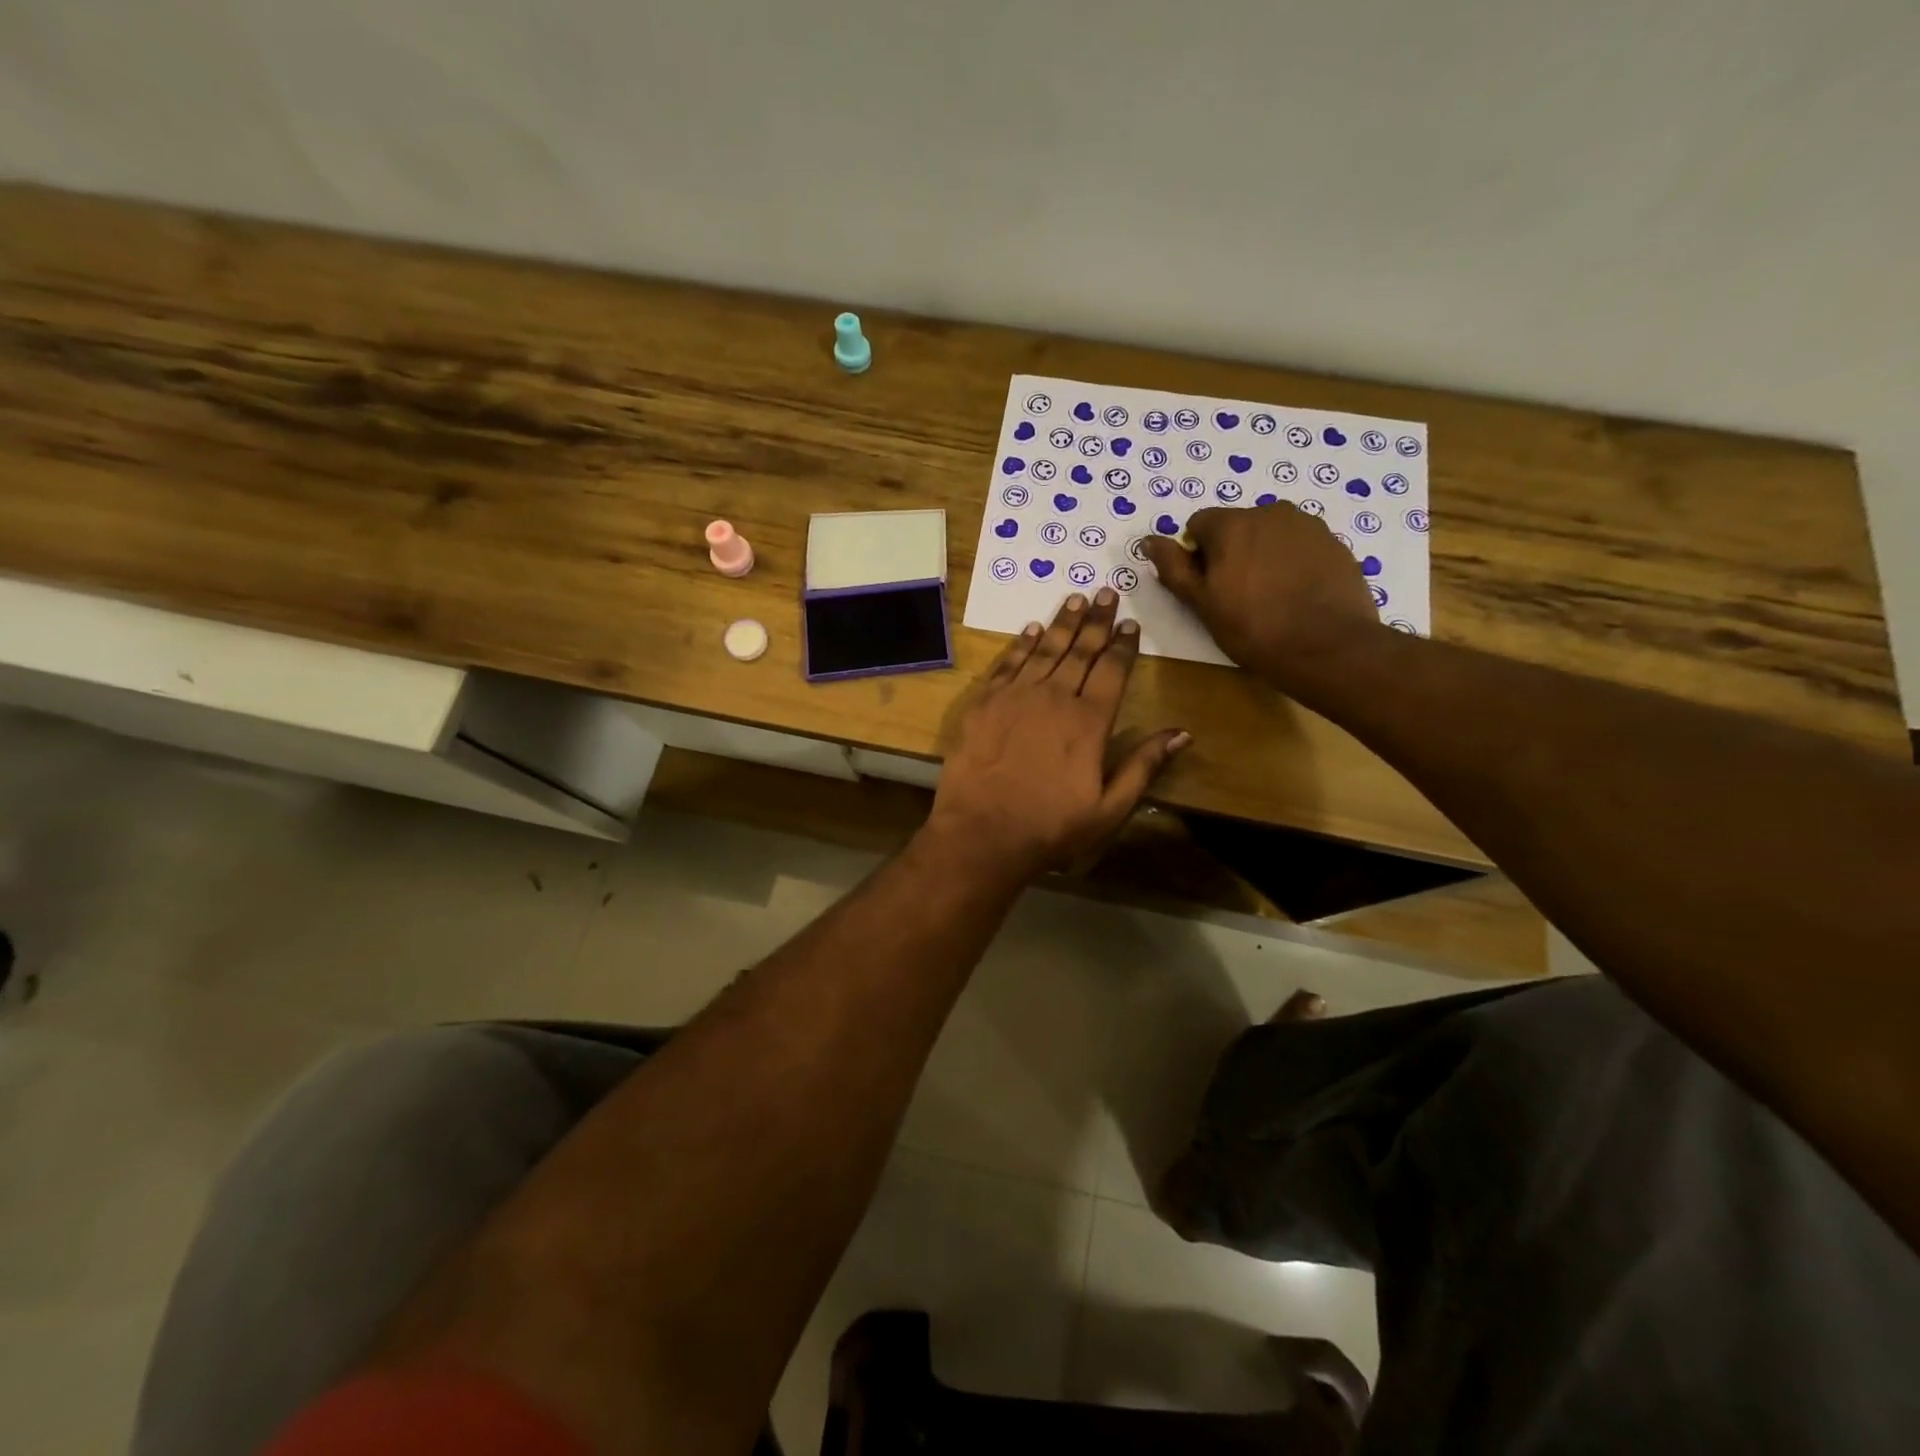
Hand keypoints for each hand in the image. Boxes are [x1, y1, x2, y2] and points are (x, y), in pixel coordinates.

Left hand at [928, 589, 1189, 878]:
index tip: (1130, 622)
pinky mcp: (983, 703)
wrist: (981, 833)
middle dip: (1096, 620)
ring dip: (1062, 623)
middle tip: (1105, 592)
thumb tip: (1183, 733)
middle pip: (1080, 651)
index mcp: (1089, 721)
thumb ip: (1144, 766)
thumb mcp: (1109, 808)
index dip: (1123, 644)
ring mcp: (1015, 696)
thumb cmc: (1050, 827)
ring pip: (1044, 649)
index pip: (1112, 670)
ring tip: (1075, 599)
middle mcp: (1054, 698)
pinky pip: (1007, 664)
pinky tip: (1032, 629)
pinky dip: (1022, 644)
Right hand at [1141, 503, 1380, 686]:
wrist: (1327, 647)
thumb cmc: (1253, 628)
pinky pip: (1300, 546)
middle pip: (1237, 526)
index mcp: (1232, 523)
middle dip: (1231, 552)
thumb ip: (1174, 568)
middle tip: (1237, 595)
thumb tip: (1149, 541)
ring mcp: (1308, 525)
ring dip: (1263, 555)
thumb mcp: (1202, 604)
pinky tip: (1297, 595)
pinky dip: (1292, 563)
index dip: (1197, 555)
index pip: (1198, 525)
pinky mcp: (1335, 543)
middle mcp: (1270, 512)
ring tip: (1270, 596)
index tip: (1207, 587)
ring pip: (1270, 534)